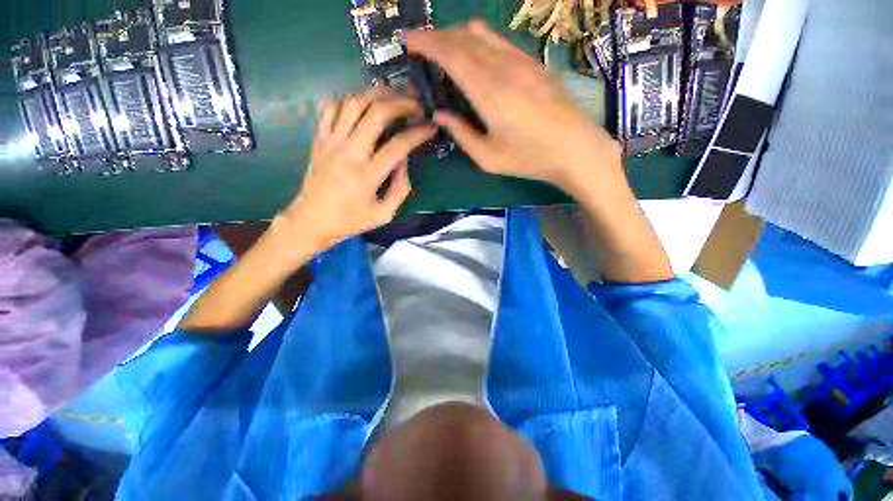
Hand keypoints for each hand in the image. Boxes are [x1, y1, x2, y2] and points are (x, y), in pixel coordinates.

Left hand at [278, 87, 436, 252]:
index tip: (431, 127)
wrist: (311, 220)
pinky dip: (348, 98)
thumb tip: (405, 162)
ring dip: (376, 94)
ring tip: (393, 97)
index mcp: (367, 175)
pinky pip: (330, 106)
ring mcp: (330, 142)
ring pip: (353, 102)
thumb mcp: (384, 215)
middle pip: (376, 113)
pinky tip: (362, 104)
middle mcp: (348, 152)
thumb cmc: (350, 221)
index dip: (419, 133)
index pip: (399, 145)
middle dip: (401, 103)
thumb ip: (400, 189)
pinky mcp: (318, 138)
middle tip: (416, 104)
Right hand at [405, 21, 620, 197]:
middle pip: (463, 37)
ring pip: (482, 34)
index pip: (450, 54)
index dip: (426, 42)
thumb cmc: (529, 158)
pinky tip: (475, 55)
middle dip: (437, 36)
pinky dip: (479, 41)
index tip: (407, 39)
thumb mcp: (488, 157)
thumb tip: (440, 115)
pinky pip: (499, 41)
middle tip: (421, 46)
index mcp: (488, 91)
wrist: (575, 148)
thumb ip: (461, 134)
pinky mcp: (533, 63)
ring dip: (457, 36)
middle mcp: (503, 66)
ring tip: (444, 49)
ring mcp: (521, 61)